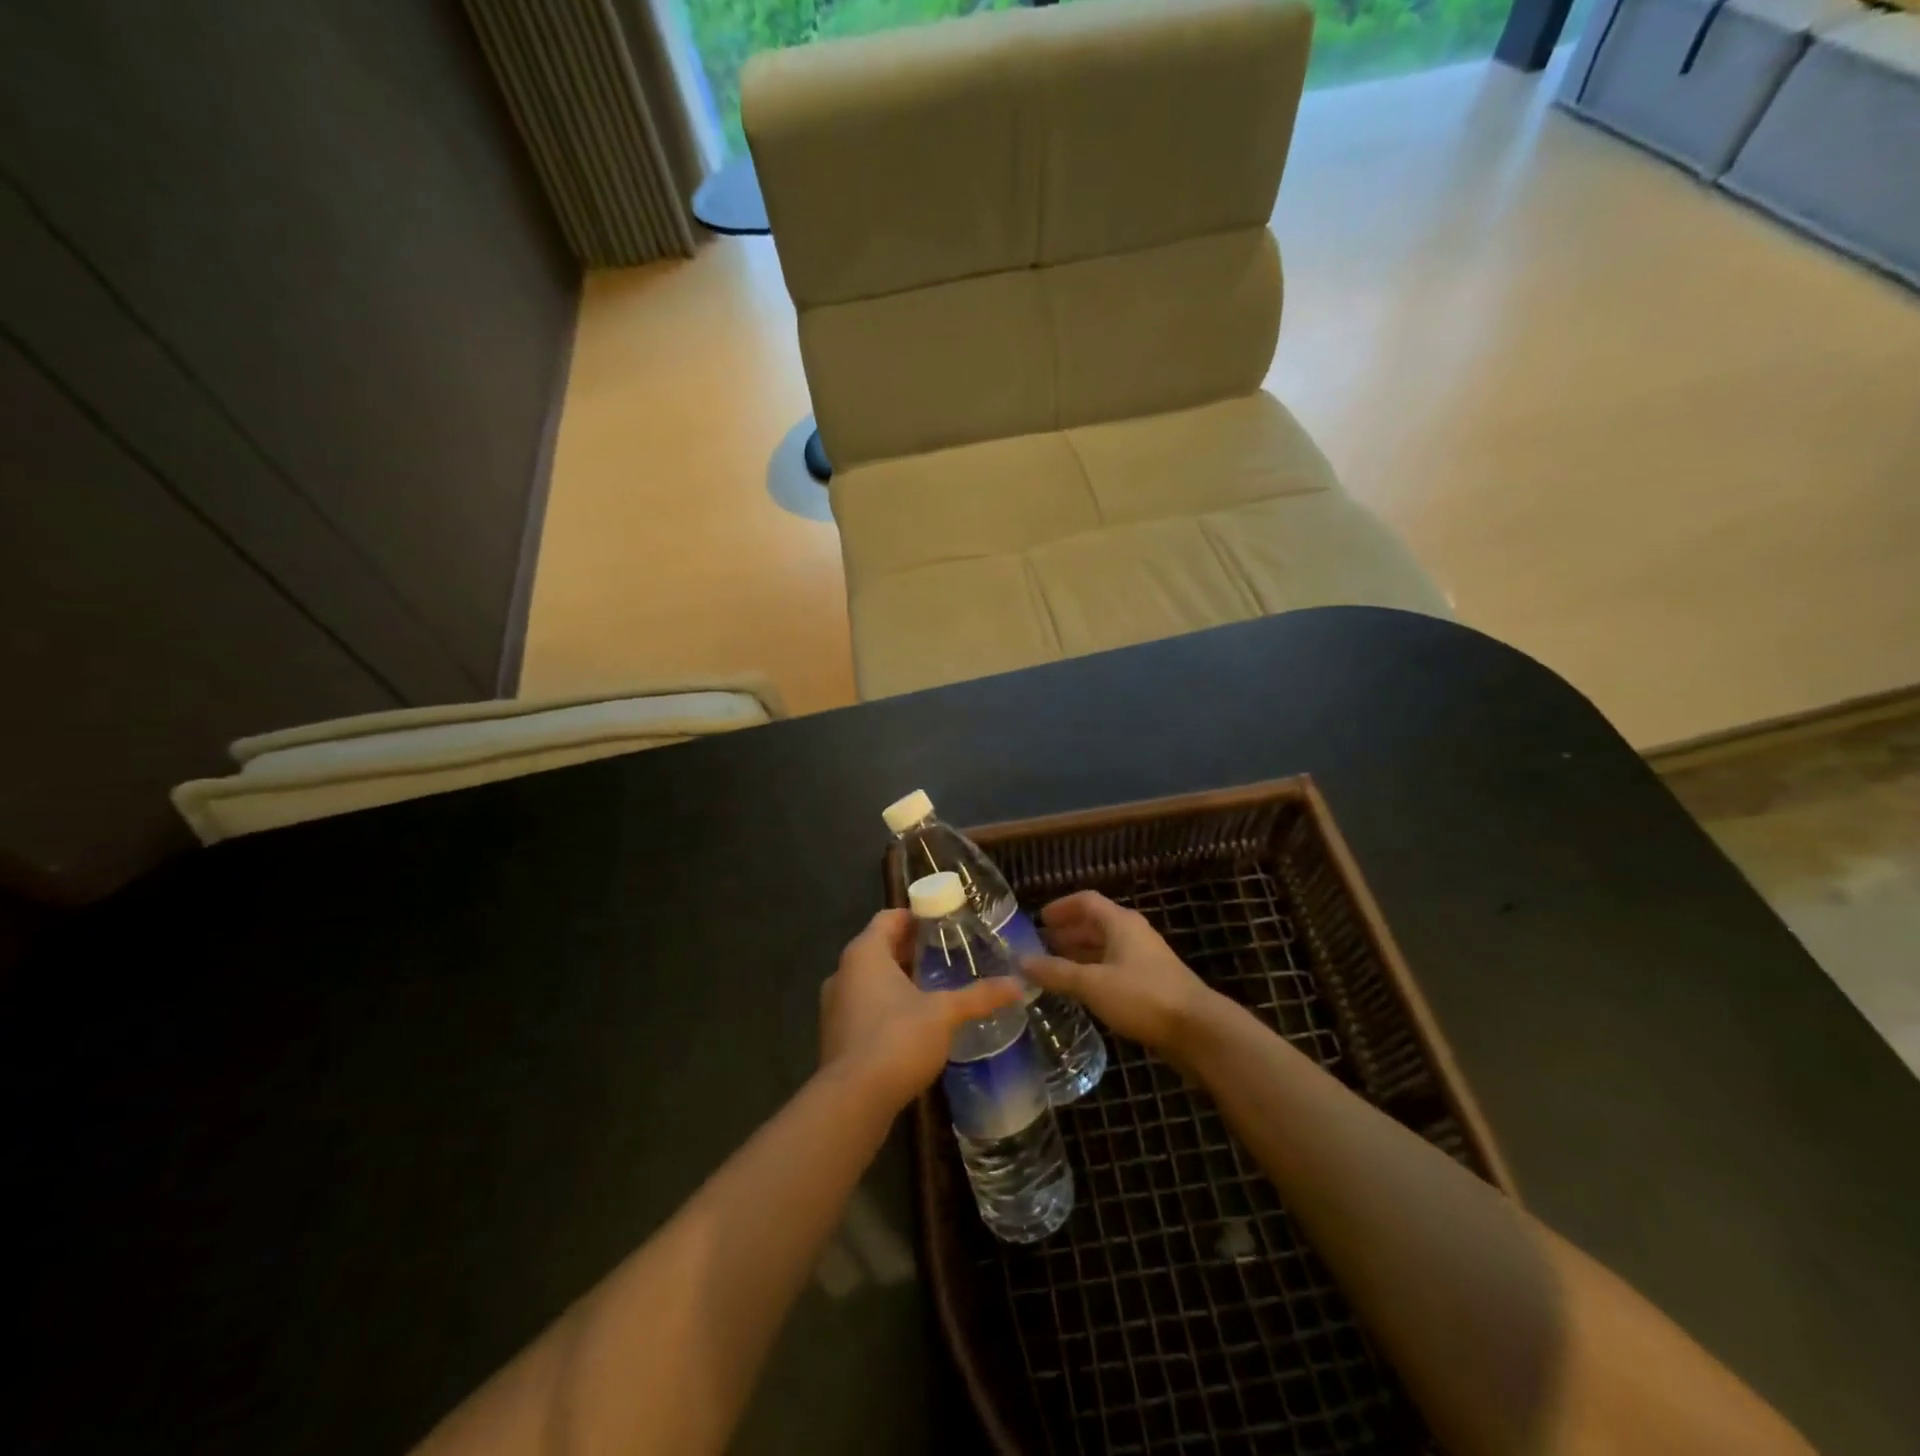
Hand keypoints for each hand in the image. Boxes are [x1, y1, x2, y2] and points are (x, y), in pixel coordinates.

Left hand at [820, 909, 1024, 1110]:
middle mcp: (843, 972)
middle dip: (912, 950)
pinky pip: (864, 1007)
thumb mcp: (944, 1013)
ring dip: (899, 980)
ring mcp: (835, 1006)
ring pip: (871, 980)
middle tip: (948, 954)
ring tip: (937, 988)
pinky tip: (916, 1023)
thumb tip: (1017, 984)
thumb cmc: (897, 1039)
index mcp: (864, 953)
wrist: (852, 1101)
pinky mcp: (836, 1036)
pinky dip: (887, 1006)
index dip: (917, 917)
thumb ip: (979, 996)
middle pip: (880, 948)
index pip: (889, 918)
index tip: (945, 923)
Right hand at [1022, 892, 1216, 1057]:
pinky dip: (1093, 971)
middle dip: (1067, 932)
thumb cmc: (1142, 996)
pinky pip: (1114, 967)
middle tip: (1040, 946)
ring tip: (1054, 968)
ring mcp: (1145, 958)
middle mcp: (1133, 933)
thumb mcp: (1092, 983)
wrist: (1198, 1030)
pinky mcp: (1152, 983)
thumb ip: (1056, 972)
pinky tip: (1081, 990)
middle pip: (1095, 923)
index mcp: (1120, 922)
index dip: (1061, 907)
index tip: (1038, 919)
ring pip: (1105, 947)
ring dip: (1079, 953)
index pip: (1086, 901)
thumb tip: (1021, 961)